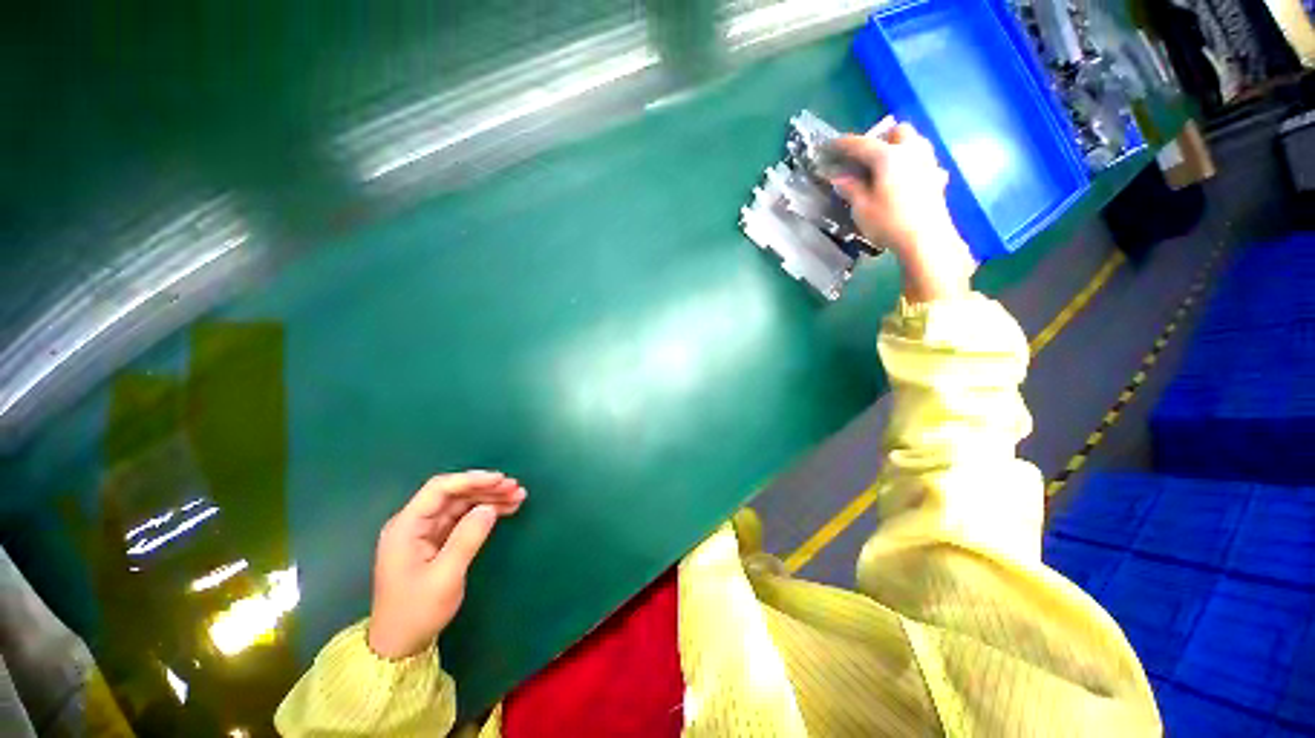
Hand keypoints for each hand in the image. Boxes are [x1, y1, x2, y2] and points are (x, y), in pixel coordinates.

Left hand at [367, 470, 526, 658]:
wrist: (399, 646)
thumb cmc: (417, 612)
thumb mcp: (445, 577)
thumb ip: (467, 538)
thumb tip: (489, 508)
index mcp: (406, 527)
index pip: (440, 489)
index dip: (472, 480)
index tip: (501, 480)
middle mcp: (414, 523)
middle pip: (453, 494)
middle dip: (485, 488)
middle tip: (516, 488)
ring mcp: (425, 532)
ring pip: (461, 504)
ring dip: (489, 498)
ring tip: (517, 496)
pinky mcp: (435, 541)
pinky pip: (462, 518)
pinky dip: (484, 512)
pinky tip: (505, 509)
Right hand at [831, 119, 975, 303]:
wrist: (926, 240)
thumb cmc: (888, 222)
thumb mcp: (861, 208)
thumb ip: (851, 188)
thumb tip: (840, 177)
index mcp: (888, 157)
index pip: (862, 144)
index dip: (844, 144)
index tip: (831, 145)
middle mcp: (911, 152)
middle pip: (898, 131)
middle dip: (881, 138)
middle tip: (866, 156)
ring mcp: (928, 164)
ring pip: (916, 143)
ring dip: (900, 148)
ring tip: (886, 166)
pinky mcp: (937, 179)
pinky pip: (925, 162)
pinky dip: (913, 165)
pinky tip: (907, 180)